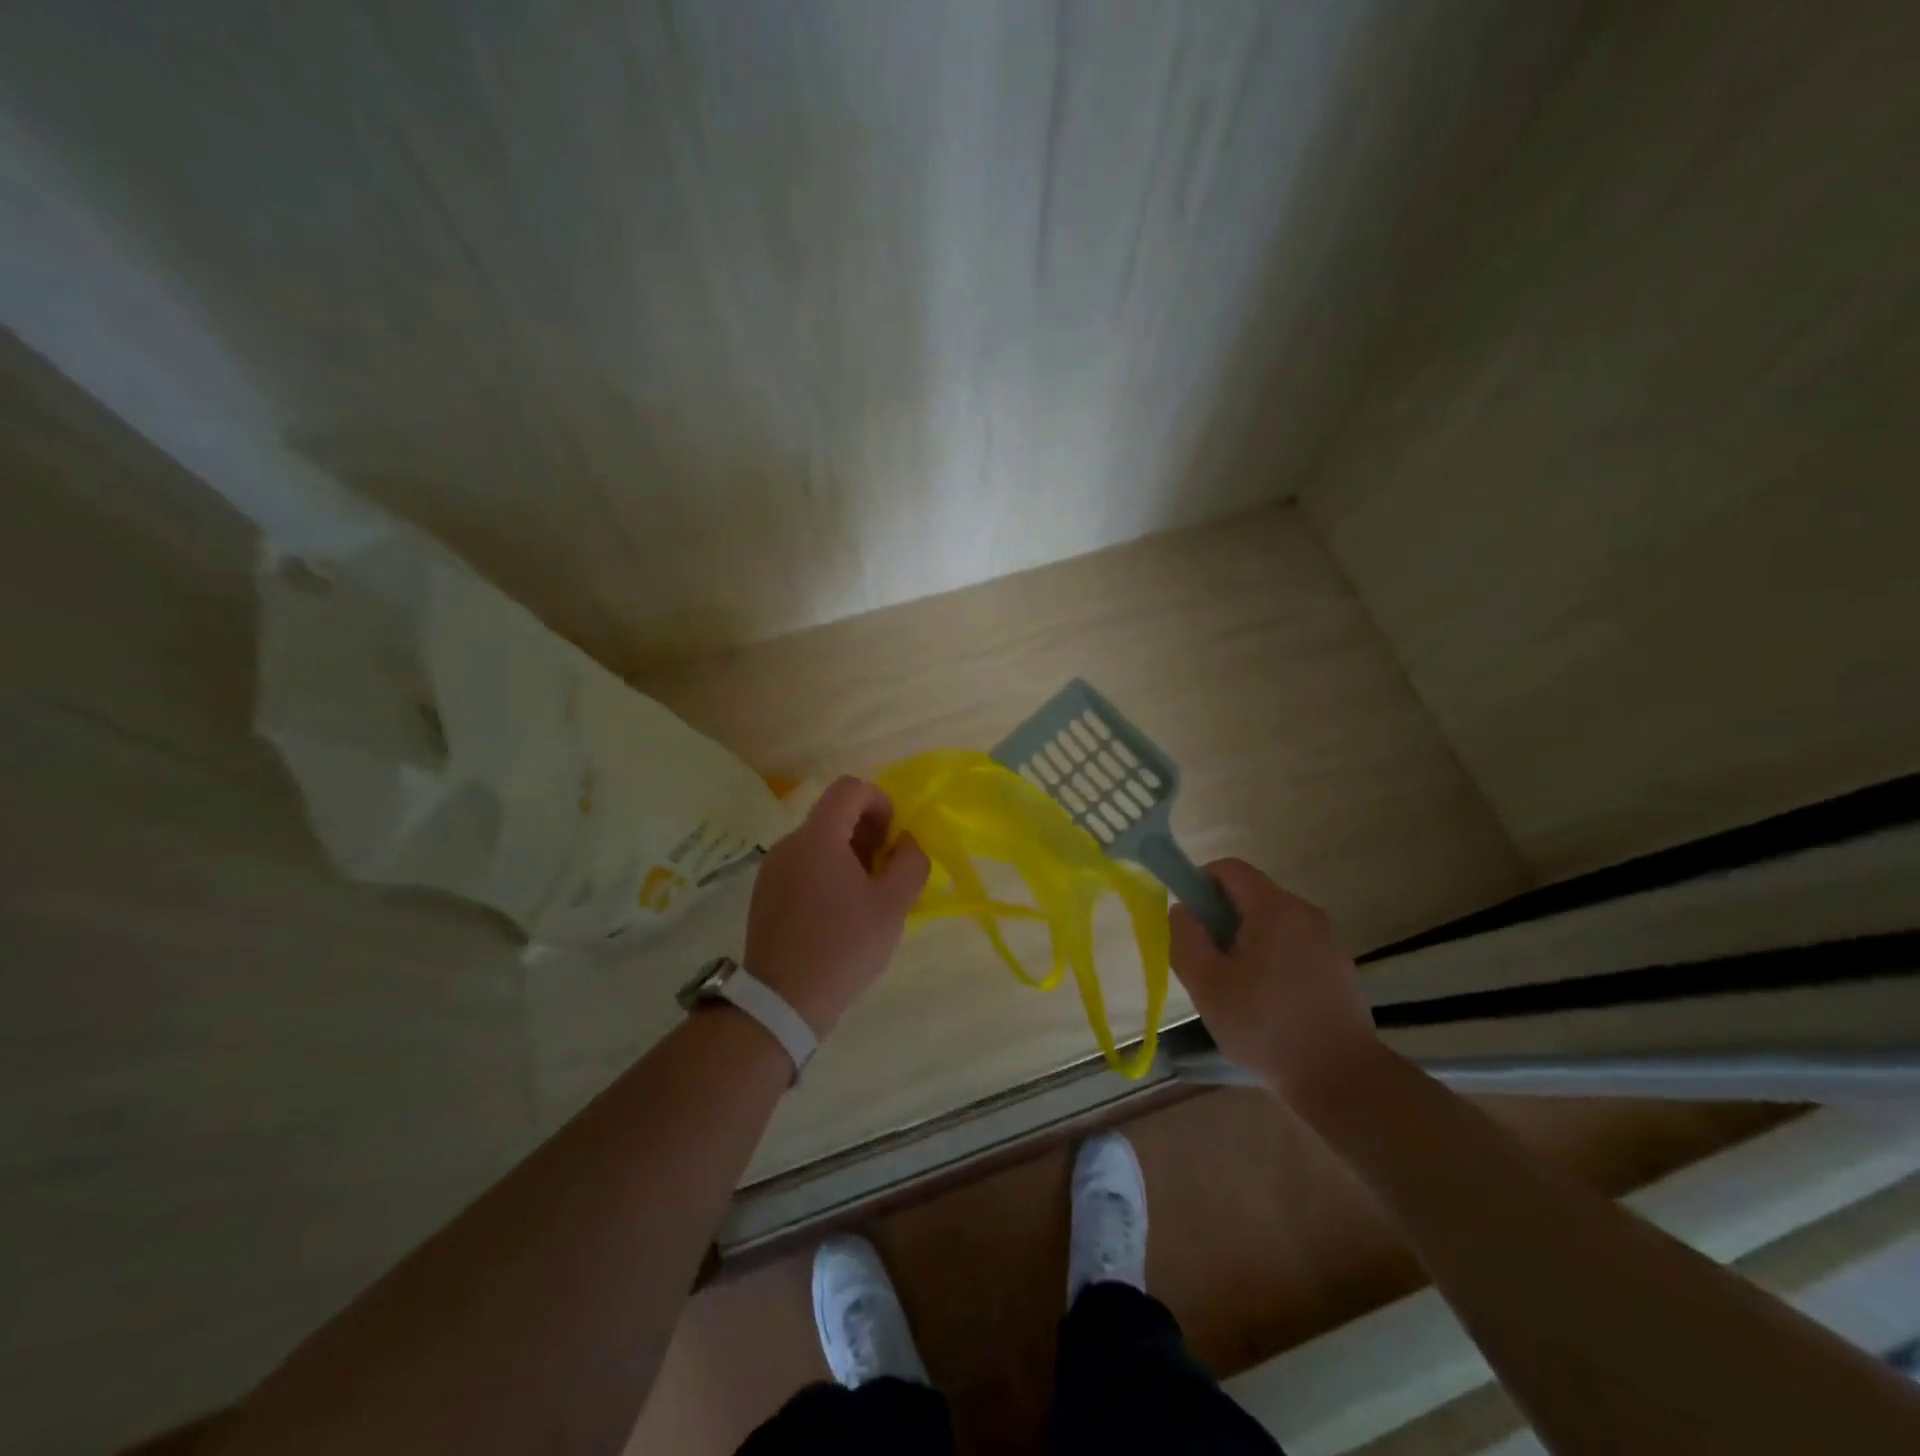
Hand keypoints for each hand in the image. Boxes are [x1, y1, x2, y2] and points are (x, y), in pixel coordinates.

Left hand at [744, 776, 930, 1037]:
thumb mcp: (893, 904)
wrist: (783, 1001)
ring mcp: (772, 869)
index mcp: (818, 837)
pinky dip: (826, 873)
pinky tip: (837, 915)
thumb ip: (910, 861)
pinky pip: (802, 865)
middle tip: (885, 871)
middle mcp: (790, 843)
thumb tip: (906, 841)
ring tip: (864, 897)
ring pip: (818, 842)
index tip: (893, 838)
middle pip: (833, 814)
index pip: (850, 788)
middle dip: (867, 832)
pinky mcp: (765, 893)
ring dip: (848, 854)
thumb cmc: (844, 946)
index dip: (880, 802)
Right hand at [1169, 859, 1378, 1104]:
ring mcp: (1327, 940)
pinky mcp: (1339, 967)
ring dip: (1245, 941)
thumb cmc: (1266, 1027)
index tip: (1189, 923)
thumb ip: (1185, 937)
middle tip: (1207, 963)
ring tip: (1236, 989)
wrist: (1342, 1080)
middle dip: (1221, 919)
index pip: (1229, 869)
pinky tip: (1268, 1002)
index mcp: (1274, 908)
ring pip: (1271, 922)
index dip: (1200, 883)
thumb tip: (1183, 910)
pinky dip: (1272, 958)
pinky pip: (1293, 945)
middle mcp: (1305, 912)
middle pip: (1250, 895)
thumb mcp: (1207, 984)